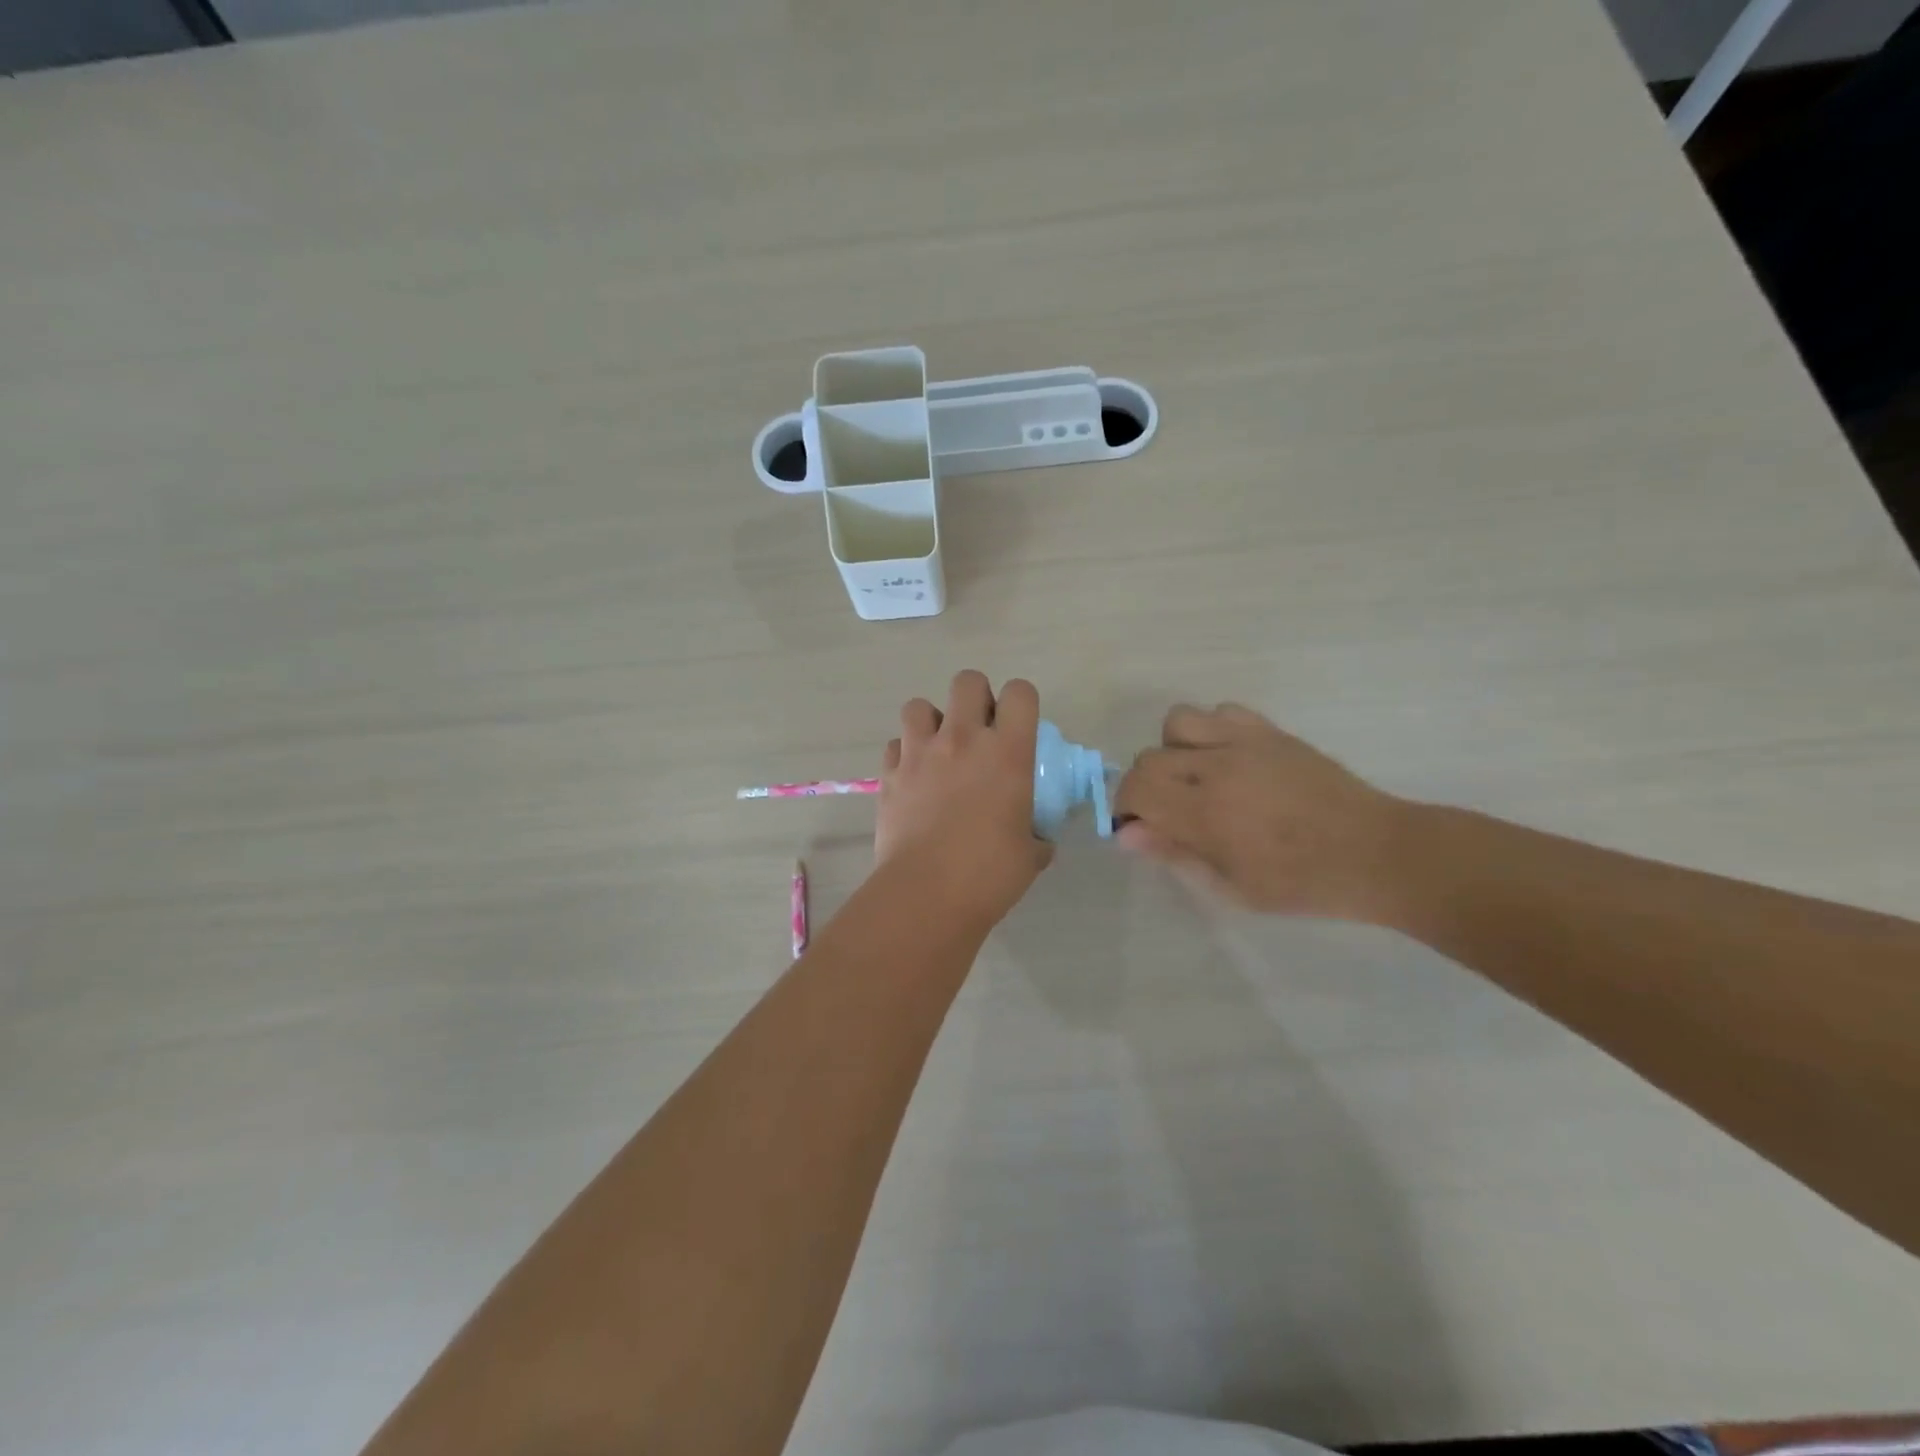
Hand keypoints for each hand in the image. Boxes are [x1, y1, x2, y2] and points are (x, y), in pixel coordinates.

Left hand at [875, 671, 1053, 932]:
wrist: (927, 894)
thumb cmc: (989, 874)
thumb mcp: (1031, 853)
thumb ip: (1037, 834)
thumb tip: (1038, 837)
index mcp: (1007, 752)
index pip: (1020, 692)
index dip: (1021, 702)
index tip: (1018, 725)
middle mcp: (963, 739)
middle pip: (967, 681)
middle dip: (975, 698)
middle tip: (979, 732)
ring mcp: (920, 753)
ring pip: (919, 705)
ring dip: (932, 721)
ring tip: (939, 750)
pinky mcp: (889, 774)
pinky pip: (895, 744)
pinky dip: (905, 754)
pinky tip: (913, 778)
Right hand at [1113, 704, 1406, 920]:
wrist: (1374, 852)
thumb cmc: (1301, 883)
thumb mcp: (1232, 887)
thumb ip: (1175, 855)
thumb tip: (1127, 834)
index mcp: (1206, 813)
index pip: (1136, 789)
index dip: (1126, 808)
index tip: (1141, 828)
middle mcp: (1217, 767)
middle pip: (1149, 757)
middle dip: (1145, 786)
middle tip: (1169, 812)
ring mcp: (1245, 742)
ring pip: (1178, 722)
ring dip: (1174, 750)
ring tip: (1195, 778)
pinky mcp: (1270, 731)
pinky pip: (1222, 711)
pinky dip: (1212, 731)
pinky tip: (1228, 759)